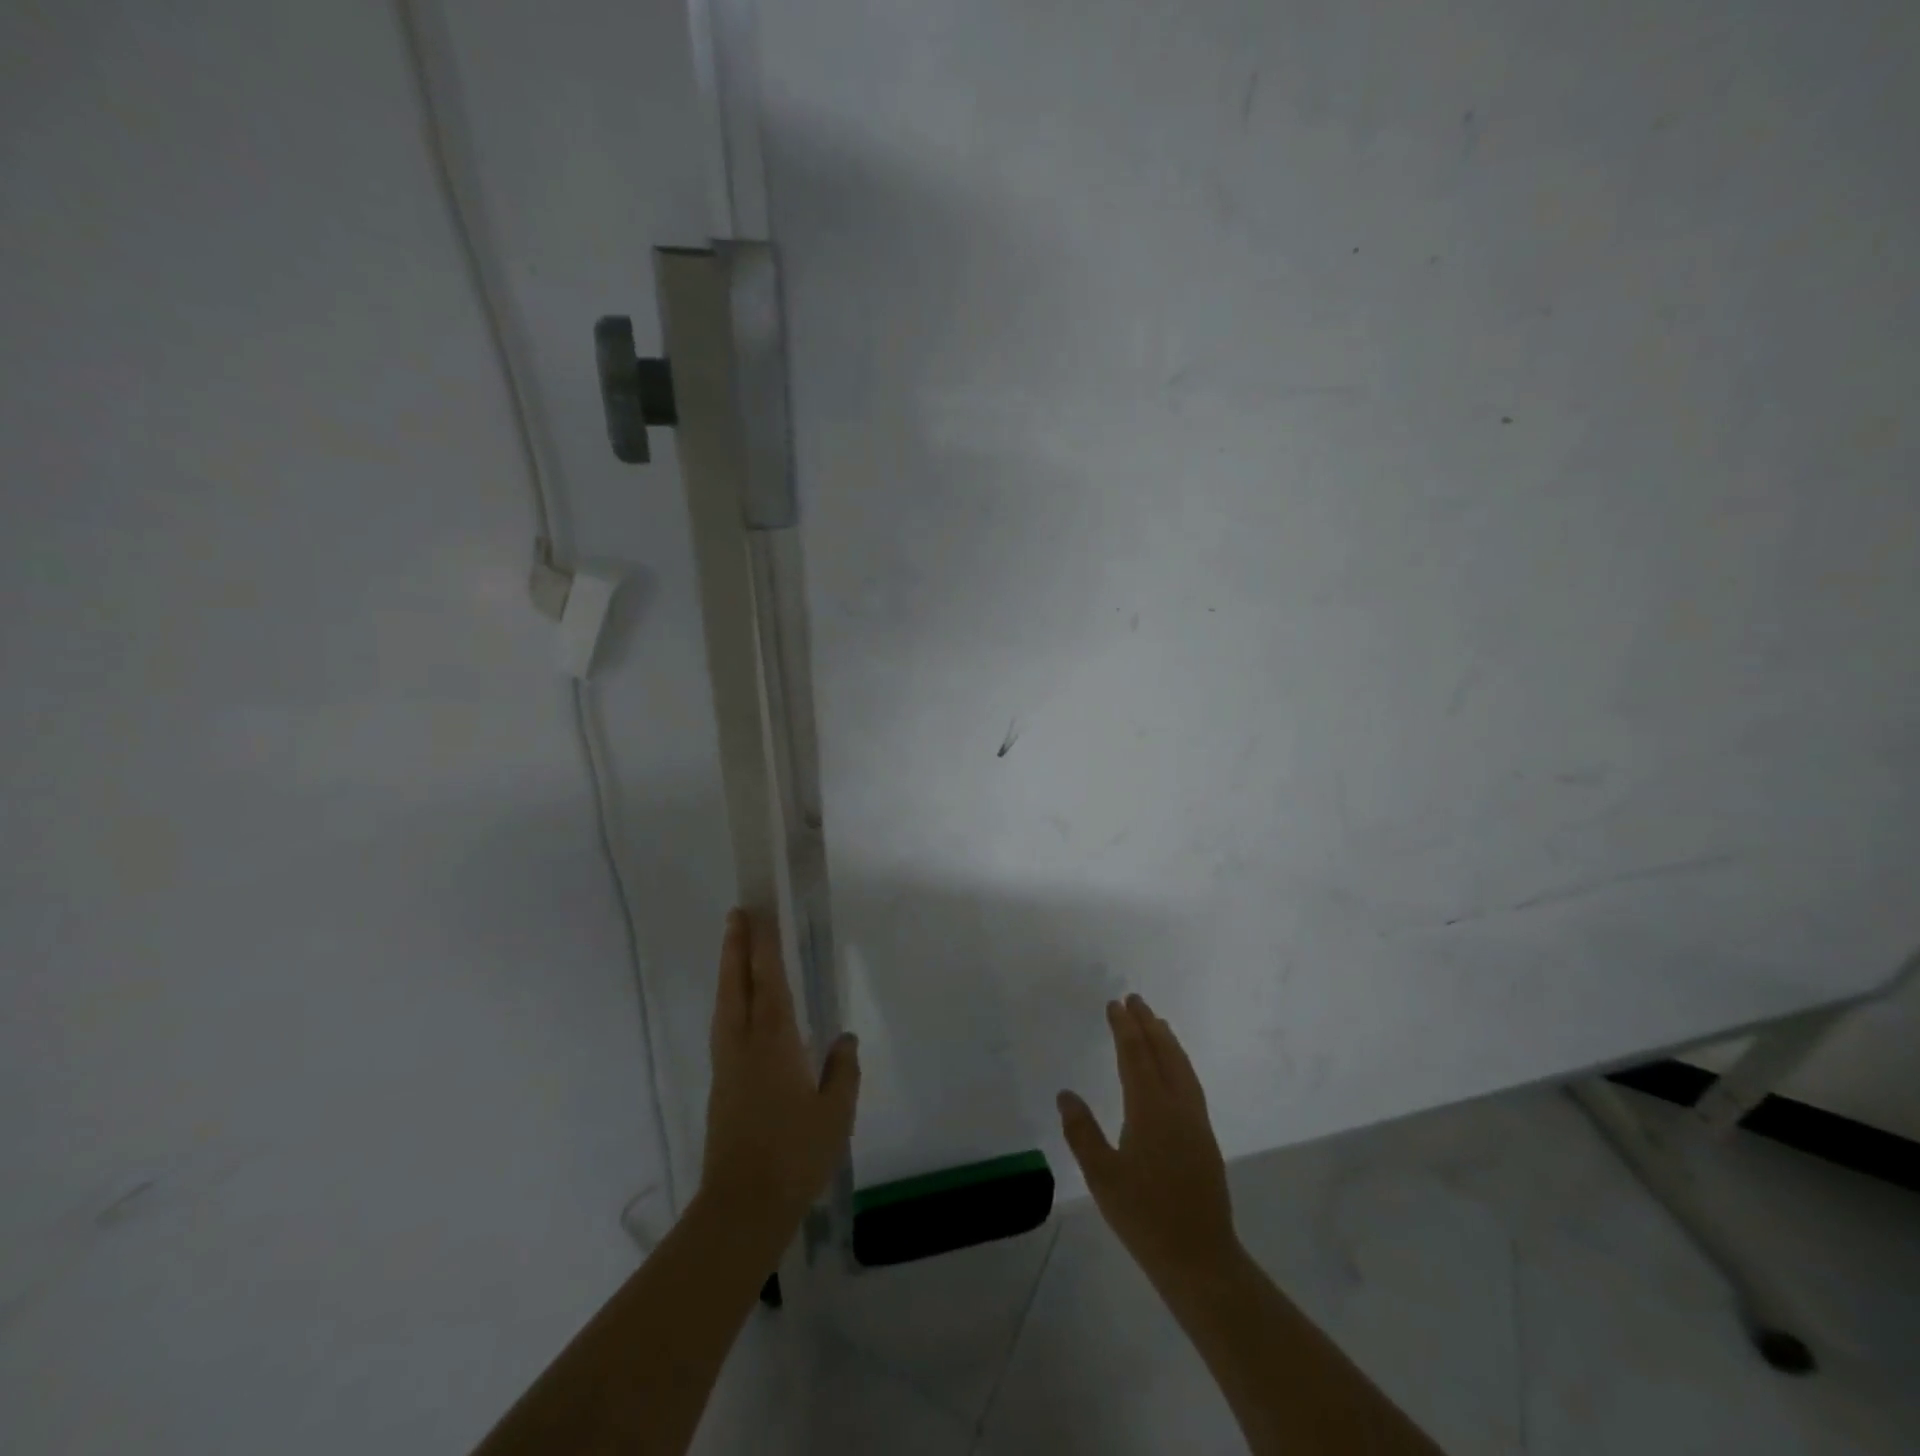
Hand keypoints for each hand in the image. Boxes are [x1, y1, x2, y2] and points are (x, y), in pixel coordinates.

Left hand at [699, 909, 859, 1233]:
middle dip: (735, 947)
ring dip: (728, 971)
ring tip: (733, 949)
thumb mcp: (835, 1113)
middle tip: (736, 914)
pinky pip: (724, 1027)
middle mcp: (744, 1045)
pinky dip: (729, 1001)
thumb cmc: (795, 1155)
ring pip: (725, 1005)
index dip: (763, 946)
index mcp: (774, 1042)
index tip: (758, 914)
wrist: (742, 1207)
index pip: (768, 982)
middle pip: (736, 985)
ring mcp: (727, 1065)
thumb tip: (843, 1038)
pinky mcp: (721, 1086)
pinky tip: (738, 1008)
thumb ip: (842, 1070)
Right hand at [1058, 995, 1239, 1284]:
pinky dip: (1180, 1062)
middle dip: (1148, 1024)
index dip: (1125, 1028)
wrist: (1200, 1258)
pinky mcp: (1205, 1137)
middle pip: (1163, 1053)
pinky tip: (1175, 1068)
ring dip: (1167, 1040)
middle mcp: (1177, 1106)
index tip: (1115, 1004)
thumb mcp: (1102, 1177)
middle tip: (1135, 999)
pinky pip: (1191, 1083)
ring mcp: (1196, 1121)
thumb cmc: (1144, 1217)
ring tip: (1157, 1022)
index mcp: (1150, 1110)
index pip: (1136, 1056)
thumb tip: (1066, 1094)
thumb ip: (1082, 1132)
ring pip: (1182, 1067)